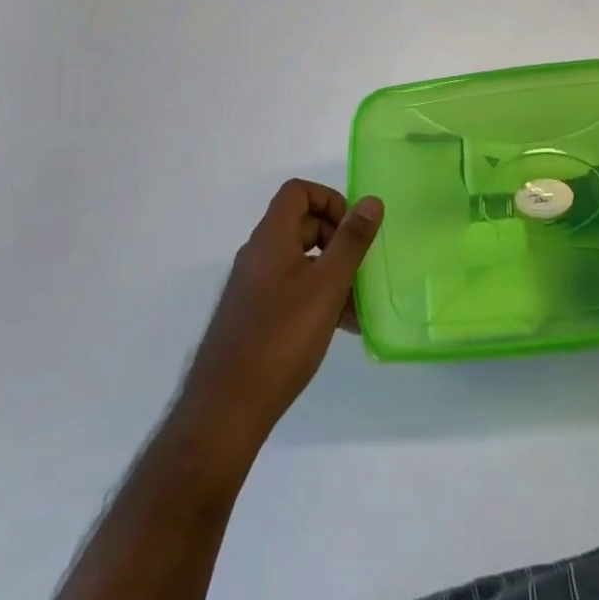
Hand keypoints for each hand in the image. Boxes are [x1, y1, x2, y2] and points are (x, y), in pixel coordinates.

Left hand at [180, 181, 383, 448]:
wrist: (227, 407)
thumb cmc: (281, 337)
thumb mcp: (327, 285)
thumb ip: (351, 241)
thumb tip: (371, 201)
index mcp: (271, 238)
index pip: (298, 192)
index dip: (329, 200)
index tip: (353, 230)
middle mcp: (259, 255)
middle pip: (302, 225)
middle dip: (338, 241)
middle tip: (362, 270)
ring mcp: (254, 286)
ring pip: (301, 261)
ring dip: (333, 274)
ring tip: (359, 308)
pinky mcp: (255, 315)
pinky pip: (292, 289)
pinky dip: (318, 297)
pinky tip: (341, 327)